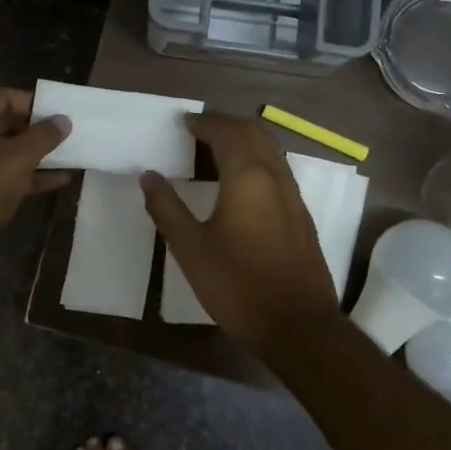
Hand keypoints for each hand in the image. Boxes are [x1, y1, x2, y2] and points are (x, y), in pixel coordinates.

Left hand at [0, 88, 71, 282]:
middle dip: (39, 131)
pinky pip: (7, 175)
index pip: (4, 98)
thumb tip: (64, 120)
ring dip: (39, 155)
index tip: (63, 112)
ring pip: (8, 152)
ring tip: (73, 155)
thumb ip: (43, 136)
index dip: (35, 104)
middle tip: (72, 133)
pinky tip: (62, 179)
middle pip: (6, 124)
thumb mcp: (17, 157)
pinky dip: (31, 176)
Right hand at [140, 114, 340, 344]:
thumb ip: (167, 208)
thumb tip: (149, 176)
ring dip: (243, 140)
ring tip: (214, 152)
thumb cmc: (238, 286)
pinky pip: (277, 169)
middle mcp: (275, 176)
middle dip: (225, 124)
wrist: (298, 326)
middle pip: (254, 132)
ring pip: (270, 149)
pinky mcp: (301, 215)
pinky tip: (238, 184)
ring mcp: (293, 195)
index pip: (226, 131)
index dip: (203, 123)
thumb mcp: (190, 248)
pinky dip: (256, 160)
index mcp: (248, 176)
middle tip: (197, 131)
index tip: (182, 123)